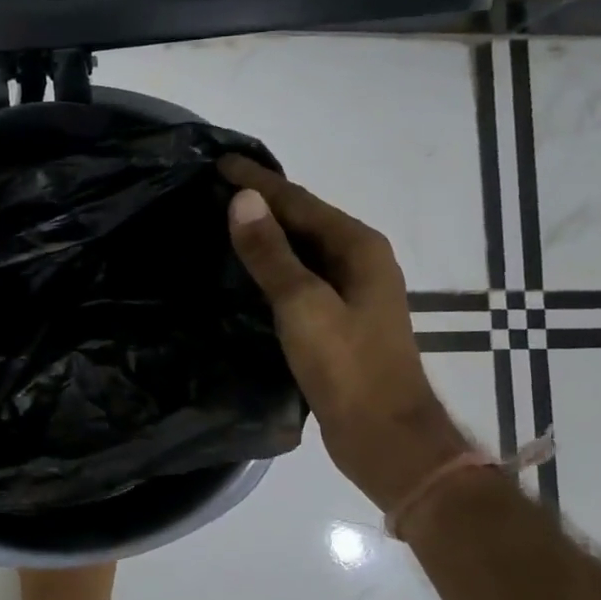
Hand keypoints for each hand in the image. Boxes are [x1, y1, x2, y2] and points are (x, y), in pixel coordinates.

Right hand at [219, 156, 469, 509]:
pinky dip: (273, 264)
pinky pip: (300, 275)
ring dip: (266, 232)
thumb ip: (270, 253)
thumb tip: (241, 199)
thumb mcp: (302, 305)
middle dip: (262, 200)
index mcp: (358, 246)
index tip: (219, 162)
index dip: (258, 181)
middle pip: (303, 219)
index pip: (298, 201)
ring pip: (302, 248)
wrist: (385, 437)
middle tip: (214, 187)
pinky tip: (247, 269)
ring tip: (223, 219)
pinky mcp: (340, 317)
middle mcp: (360, 260)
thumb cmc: (347, 367)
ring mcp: (352, 290)